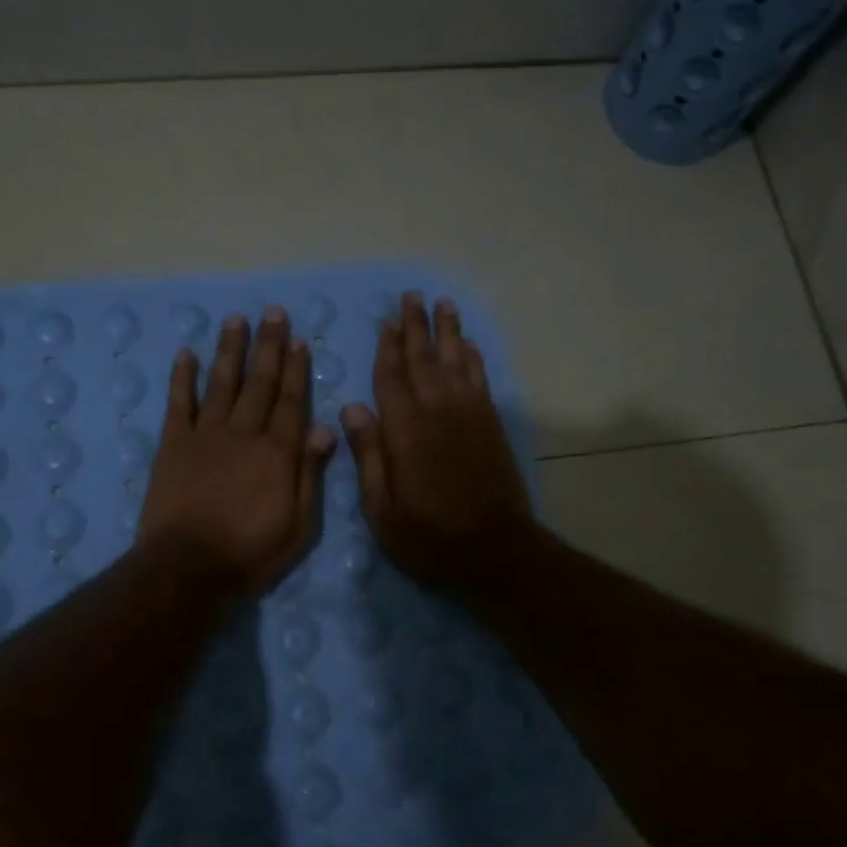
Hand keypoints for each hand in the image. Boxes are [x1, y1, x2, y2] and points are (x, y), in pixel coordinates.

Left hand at [139, 307, 337, 596]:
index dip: (296, 369)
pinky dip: (182, 377)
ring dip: (230, 350)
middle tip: (273, 312)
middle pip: (259, 382)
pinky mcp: (173, 445)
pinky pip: (179, 403)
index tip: (299, 340)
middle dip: (268, 345)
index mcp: (277, 452)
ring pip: (222, 383)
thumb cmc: (250, 553)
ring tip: (236, 320)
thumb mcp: (298, 525)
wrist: (187, 567)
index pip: (292, 401)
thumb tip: (324, 429)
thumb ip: (310, 474)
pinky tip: (185, 353)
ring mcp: (205, 435)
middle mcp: (244, 433)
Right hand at [340, 292, 533, 591]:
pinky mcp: (491, 425)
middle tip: (412, 296)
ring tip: (443, 305)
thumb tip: (352, 408)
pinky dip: (473, 358)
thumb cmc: (429, 536)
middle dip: (416, 327)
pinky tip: (468, 345)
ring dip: (448, 332)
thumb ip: (368, 455)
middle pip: (424, 359)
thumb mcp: (381, 509)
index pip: (391, 377)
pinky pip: (480, 379)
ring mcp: (469, 415)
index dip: (387, 348)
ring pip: (456, 361)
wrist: (495, 550)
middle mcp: (438, 411)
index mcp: (405, 431)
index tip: (385, 321)